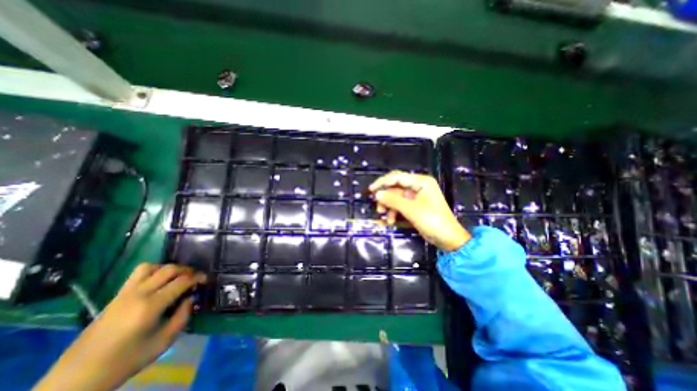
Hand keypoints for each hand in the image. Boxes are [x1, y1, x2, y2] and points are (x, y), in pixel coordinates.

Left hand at [33, 262, 205, 390]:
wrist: (78, 378)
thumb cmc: (127, 360)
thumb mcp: (165, 341)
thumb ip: (183, 316)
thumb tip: (190, 298)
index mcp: (151, 306)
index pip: (182, 281)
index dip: (198, 277)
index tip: (206, 280)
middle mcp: (138, 294)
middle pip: (169, 269)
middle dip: (187, 270)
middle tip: (194, 278)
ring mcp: (125, 293)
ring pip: (151, 267)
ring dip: (168, 268)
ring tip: (175, 278)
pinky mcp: (116, 296)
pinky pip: (138, 274)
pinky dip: (153, 271)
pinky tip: (158, 282)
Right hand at [366, 170, 470, 250]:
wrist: (448, 239)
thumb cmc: (432, 221)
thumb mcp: (411, 210)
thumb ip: (393, 200)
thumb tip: (376, 194)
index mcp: (421, 182)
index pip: (397, 177)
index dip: (383, 182)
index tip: (371, 190)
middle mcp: (418, 186)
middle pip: (395, 187)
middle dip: (386, 198)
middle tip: (378, 208)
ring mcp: (416, 196)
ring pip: (396, 197)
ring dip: (389, 206)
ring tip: (385, 217)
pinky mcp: (414, 205)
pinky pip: (400, 204)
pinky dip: (394, 211)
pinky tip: (391, 221)